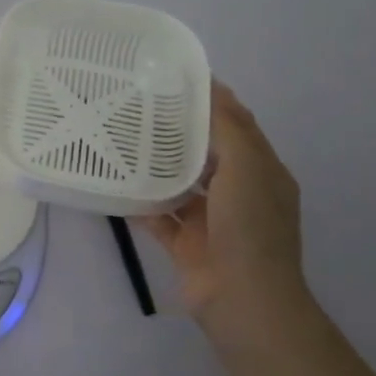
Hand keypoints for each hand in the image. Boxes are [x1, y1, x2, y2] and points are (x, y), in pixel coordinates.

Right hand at [135, 82, 309, 333]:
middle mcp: (237, 192)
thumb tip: (211, 88)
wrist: (242, 298)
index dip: (212, 99)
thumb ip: (228, 128)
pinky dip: (139, 203)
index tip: (176, 77)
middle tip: (139, 105)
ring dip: (156, 165)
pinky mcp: (184, 243)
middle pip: (204, 152)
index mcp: (261, 171)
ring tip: (122, 138)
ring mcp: (209, 220)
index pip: (236, 125)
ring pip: (179, 184)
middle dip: (177, 131)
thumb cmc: (250, 226)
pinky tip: (114, 184)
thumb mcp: (248, 167)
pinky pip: (157, 216)